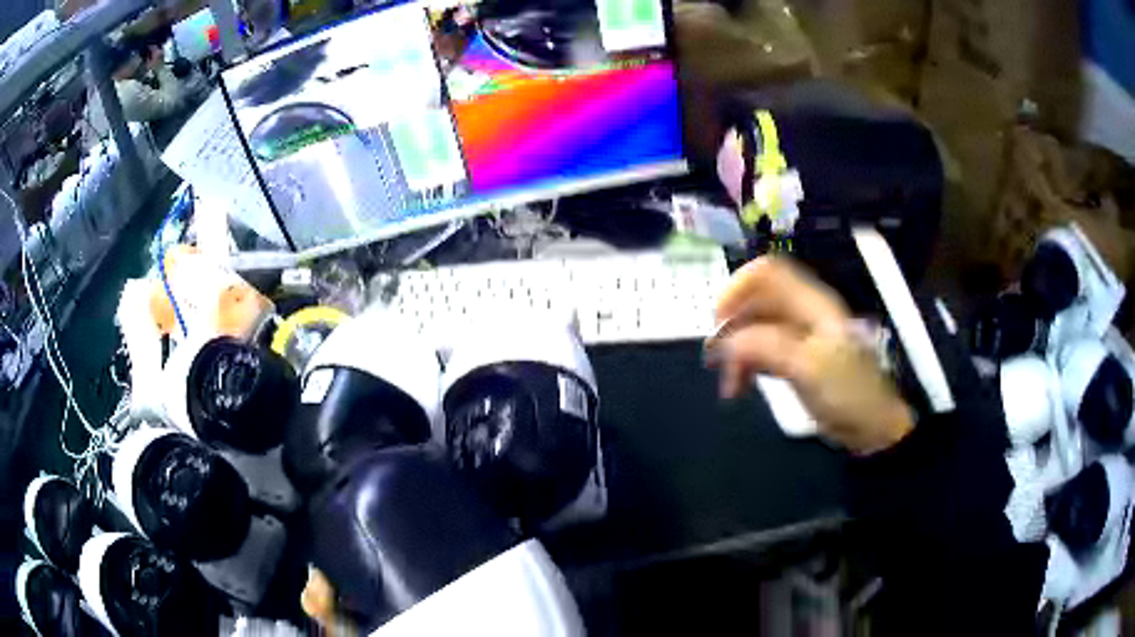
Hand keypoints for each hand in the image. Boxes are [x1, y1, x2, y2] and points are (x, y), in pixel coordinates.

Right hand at [706, 257, 913, 454]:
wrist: (871, 426)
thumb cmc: (846, 392)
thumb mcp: (807, 367)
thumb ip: (765, 346)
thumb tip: (727, 342)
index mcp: (810, 304)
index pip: (767, 272)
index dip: (738, 286)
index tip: (719, 320)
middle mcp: (802, 314)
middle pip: (756, 303)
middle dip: (733, 327)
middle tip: (714, 360)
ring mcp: (799, 337)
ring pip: (755, 330)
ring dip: (736, 353)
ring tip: (730, 386)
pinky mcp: (795, 360)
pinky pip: (762, 352)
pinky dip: (747, 366)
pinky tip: (740, 388)